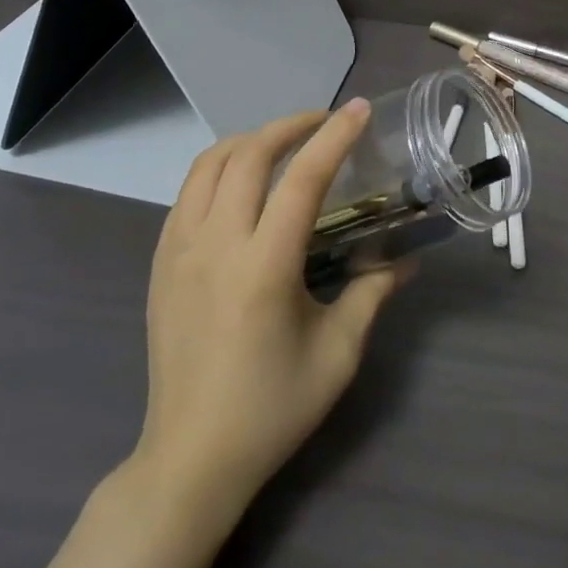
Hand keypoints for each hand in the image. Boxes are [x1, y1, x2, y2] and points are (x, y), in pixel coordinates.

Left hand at [133, 100, 406, 515]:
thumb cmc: (272, 408)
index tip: (358, 110)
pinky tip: (242, 184)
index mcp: (263, 267)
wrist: (191, 457)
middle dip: (289, 125)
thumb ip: (372, 293)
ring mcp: (178, 251)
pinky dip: (219, 169)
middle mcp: (215, 246)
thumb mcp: (337, 354)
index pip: (302, 179)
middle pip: (247, 155)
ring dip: (249, 141)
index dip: (334, 137)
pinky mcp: (160, 262)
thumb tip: (408, 261)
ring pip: (208, 164)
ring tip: (283, 143)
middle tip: (324, 122)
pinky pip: (188, 193)